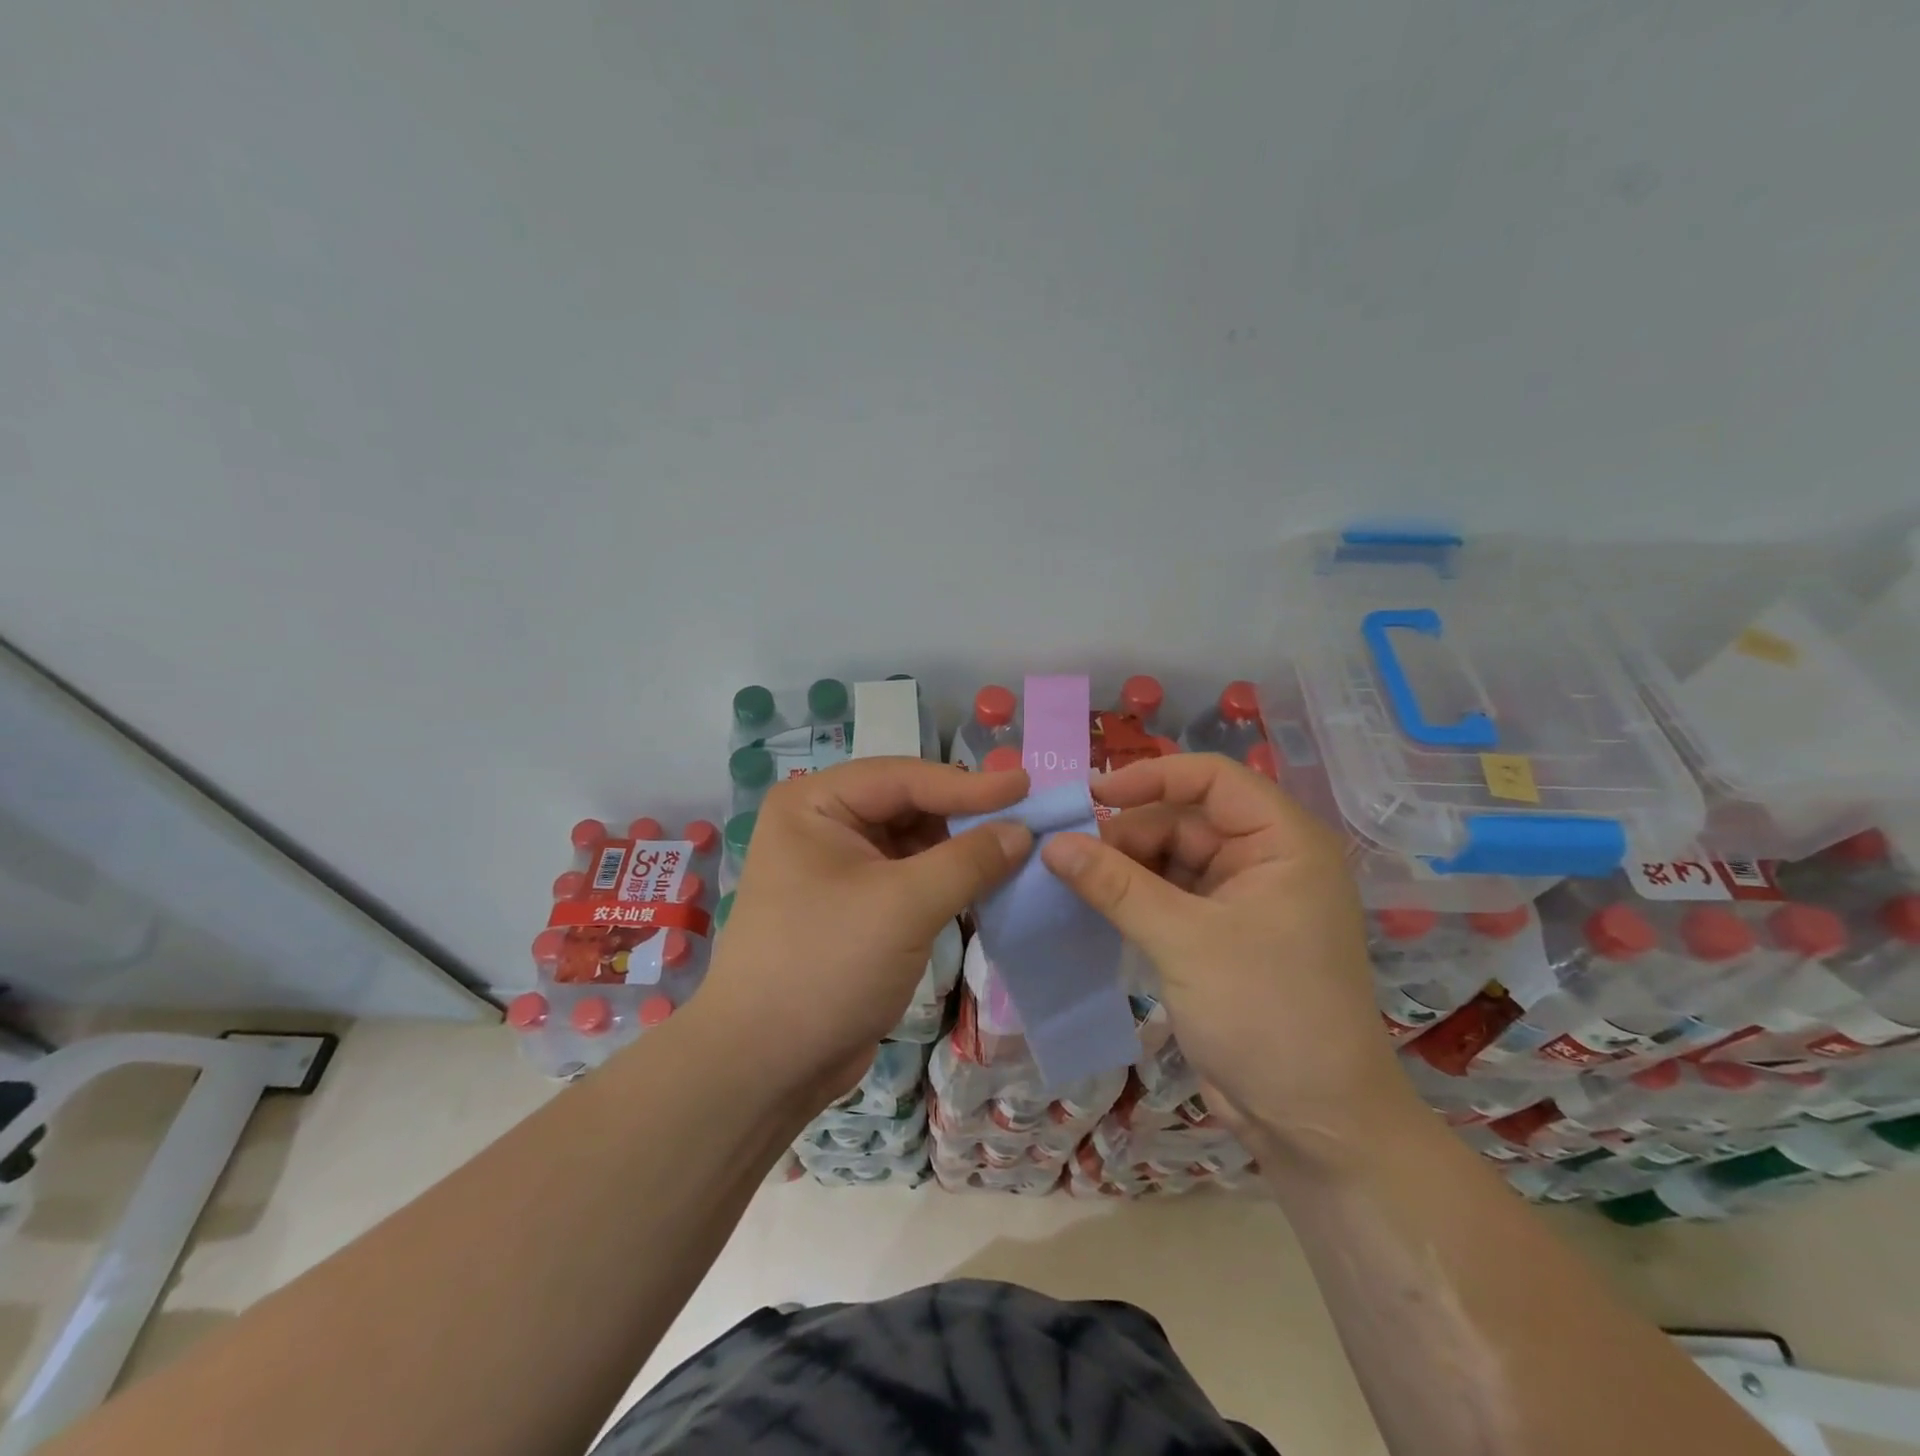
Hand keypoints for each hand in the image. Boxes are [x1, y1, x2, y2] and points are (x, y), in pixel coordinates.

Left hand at [695, 757, 1032, 1102]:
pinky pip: (908, 877)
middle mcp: (823, 824)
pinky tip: (985, 884)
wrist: (766, 1066)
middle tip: (1026, 819)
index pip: (904, 777)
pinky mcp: (854, 907)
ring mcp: (837, 867)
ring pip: (912, 842)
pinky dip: (946, 879)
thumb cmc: (827, 965)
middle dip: (964, 815)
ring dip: (960, 848)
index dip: (968, 783)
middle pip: (908, 804)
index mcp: (815, 803)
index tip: (1027, 787)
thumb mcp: (904, 905)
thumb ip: (969, 860)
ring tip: (1015, 850)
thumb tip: (1023, 830)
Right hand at [1041, 754, 1416, 1158]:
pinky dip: (1131, 897)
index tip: (1091, 796)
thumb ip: (1115, 886)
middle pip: (1184, 819)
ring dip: (1123, 866)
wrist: (1312, 1122)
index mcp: (1283, 842)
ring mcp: (1242, 898)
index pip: (1212, 779)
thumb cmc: (1266, 1015)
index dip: (1151, 777)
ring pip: (1170, 857)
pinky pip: (1167, 895)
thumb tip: (1052, 844)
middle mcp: (1266, 859)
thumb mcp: (1184, 941)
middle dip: (1127, 833)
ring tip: (1070, 880)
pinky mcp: (1219, 934)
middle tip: (1068, 856)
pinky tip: (1092, 904)